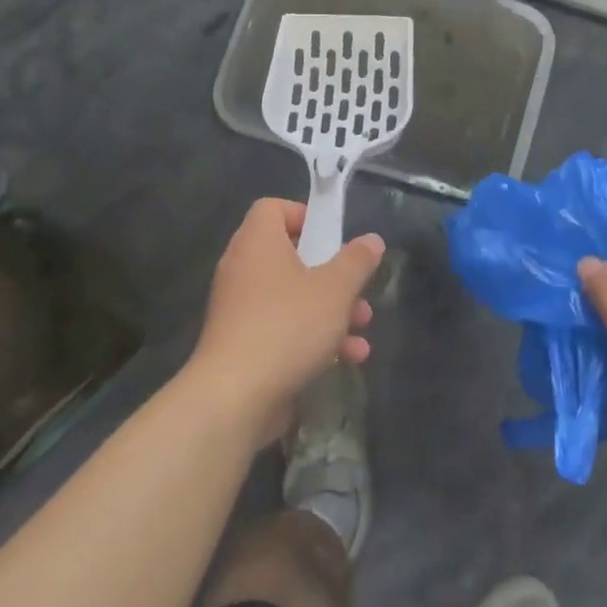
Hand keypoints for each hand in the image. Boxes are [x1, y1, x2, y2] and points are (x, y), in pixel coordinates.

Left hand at [187, 198, 382, 443]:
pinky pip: (284, 329)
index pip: (273, 208)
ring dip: (332, 310)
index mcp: (258, 243)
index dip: (305, 215)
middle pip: (291, 256)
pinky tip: (347, 357)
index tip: (333, 237)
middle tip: (357, 287)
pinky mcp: (245, 346)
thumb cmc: (287, 326)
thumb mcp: (335, 289)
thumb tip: (371, 240)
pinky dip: (314, 338)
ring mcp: (241, 310)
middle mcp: (244, 270)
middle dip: (333, 274)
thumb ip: (357, 261)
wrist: (235, 398)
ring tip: (362, 326)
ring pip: (293, 297)